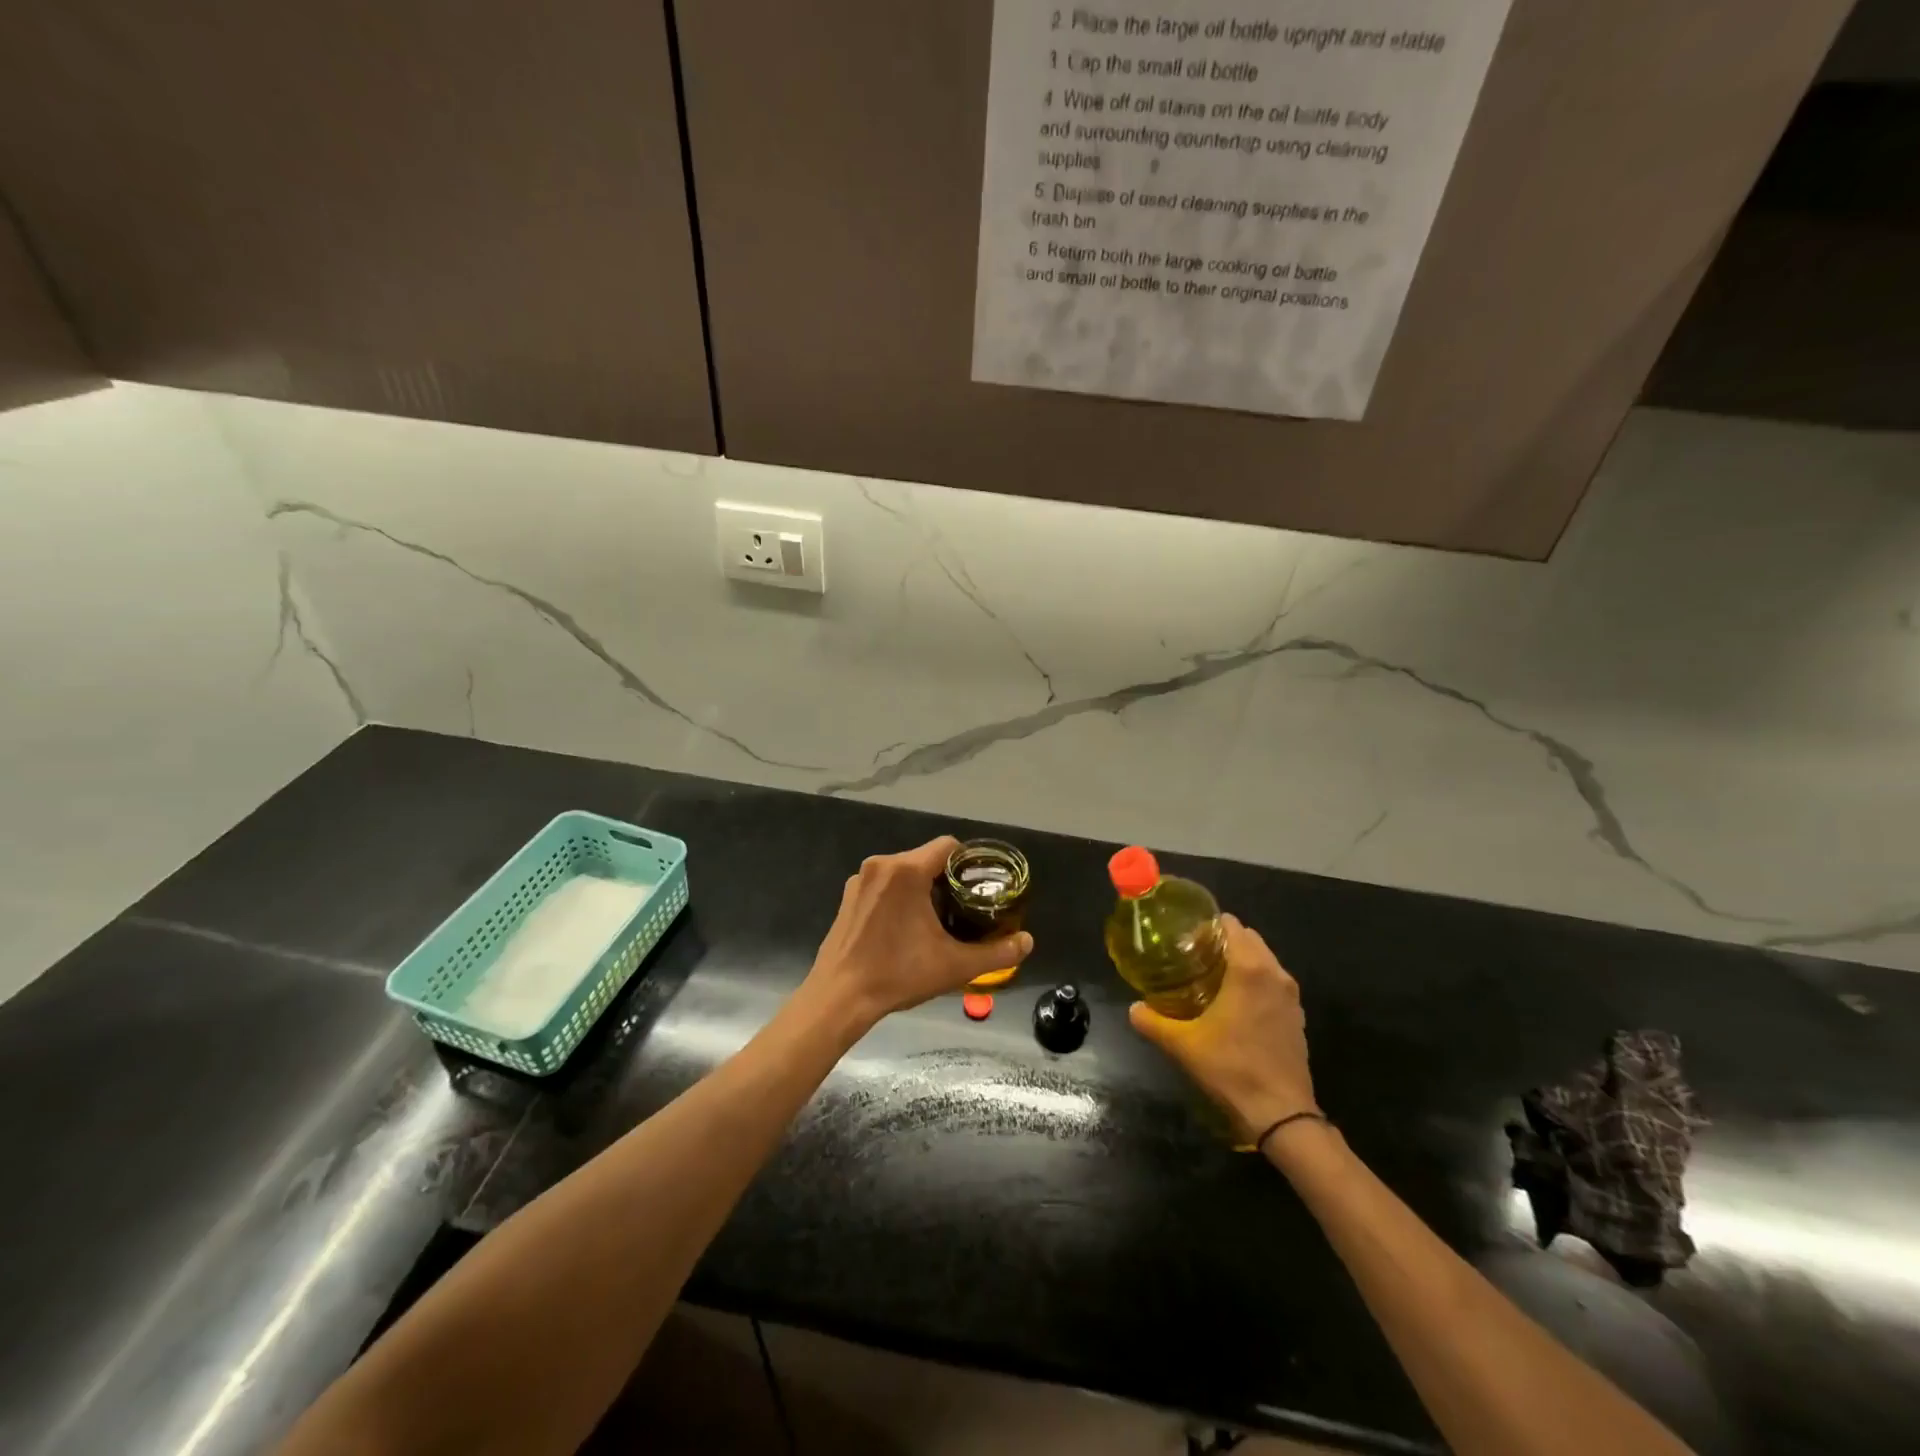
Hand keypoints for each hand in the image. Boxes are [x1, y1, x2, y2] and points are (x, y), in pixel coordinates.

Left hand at [806, 837, 1033, 1026]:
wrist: (839, 998)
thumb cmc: (898, 975)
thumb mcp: (954, 966)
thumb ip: (997, 952)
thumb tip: (1028, 942)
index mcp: (906, 871)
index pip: (948, 846)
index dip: (970, 862)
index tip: (981, 887)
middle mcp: (881, 865)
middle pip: (926, 859)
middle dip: (947, 879)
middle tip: (964, 908)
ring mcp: (860, 879)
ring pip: (904, 871)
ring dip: (923, 888)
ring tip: (938, 920)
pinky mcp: (848, 896)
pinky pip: (884, 884)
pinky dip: (899, 897)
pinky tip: (905, 928)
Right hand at [1129, 914, 1316, 1140]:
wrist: (1281, 1113)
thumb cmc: (1231, 1068)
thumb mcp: (1184, 1044)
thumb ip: (1153, 1021)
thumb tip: (1133, 1008)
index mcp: (1250, 969)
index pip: (1232, 926)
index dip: (1208, 927)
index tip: (1186, 938)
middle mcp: (1275, 974)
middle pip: (1249, 939)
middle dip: (1223, 941)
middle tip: (1193, 956)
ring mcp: (1291, 996)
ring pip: (1264, 960)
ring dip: (1241, 961)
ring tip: (1211, 977)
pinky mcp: (1297, 1016)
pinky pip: (1274, 983)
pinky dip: (1256, 982)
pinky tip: (1234, 1003)